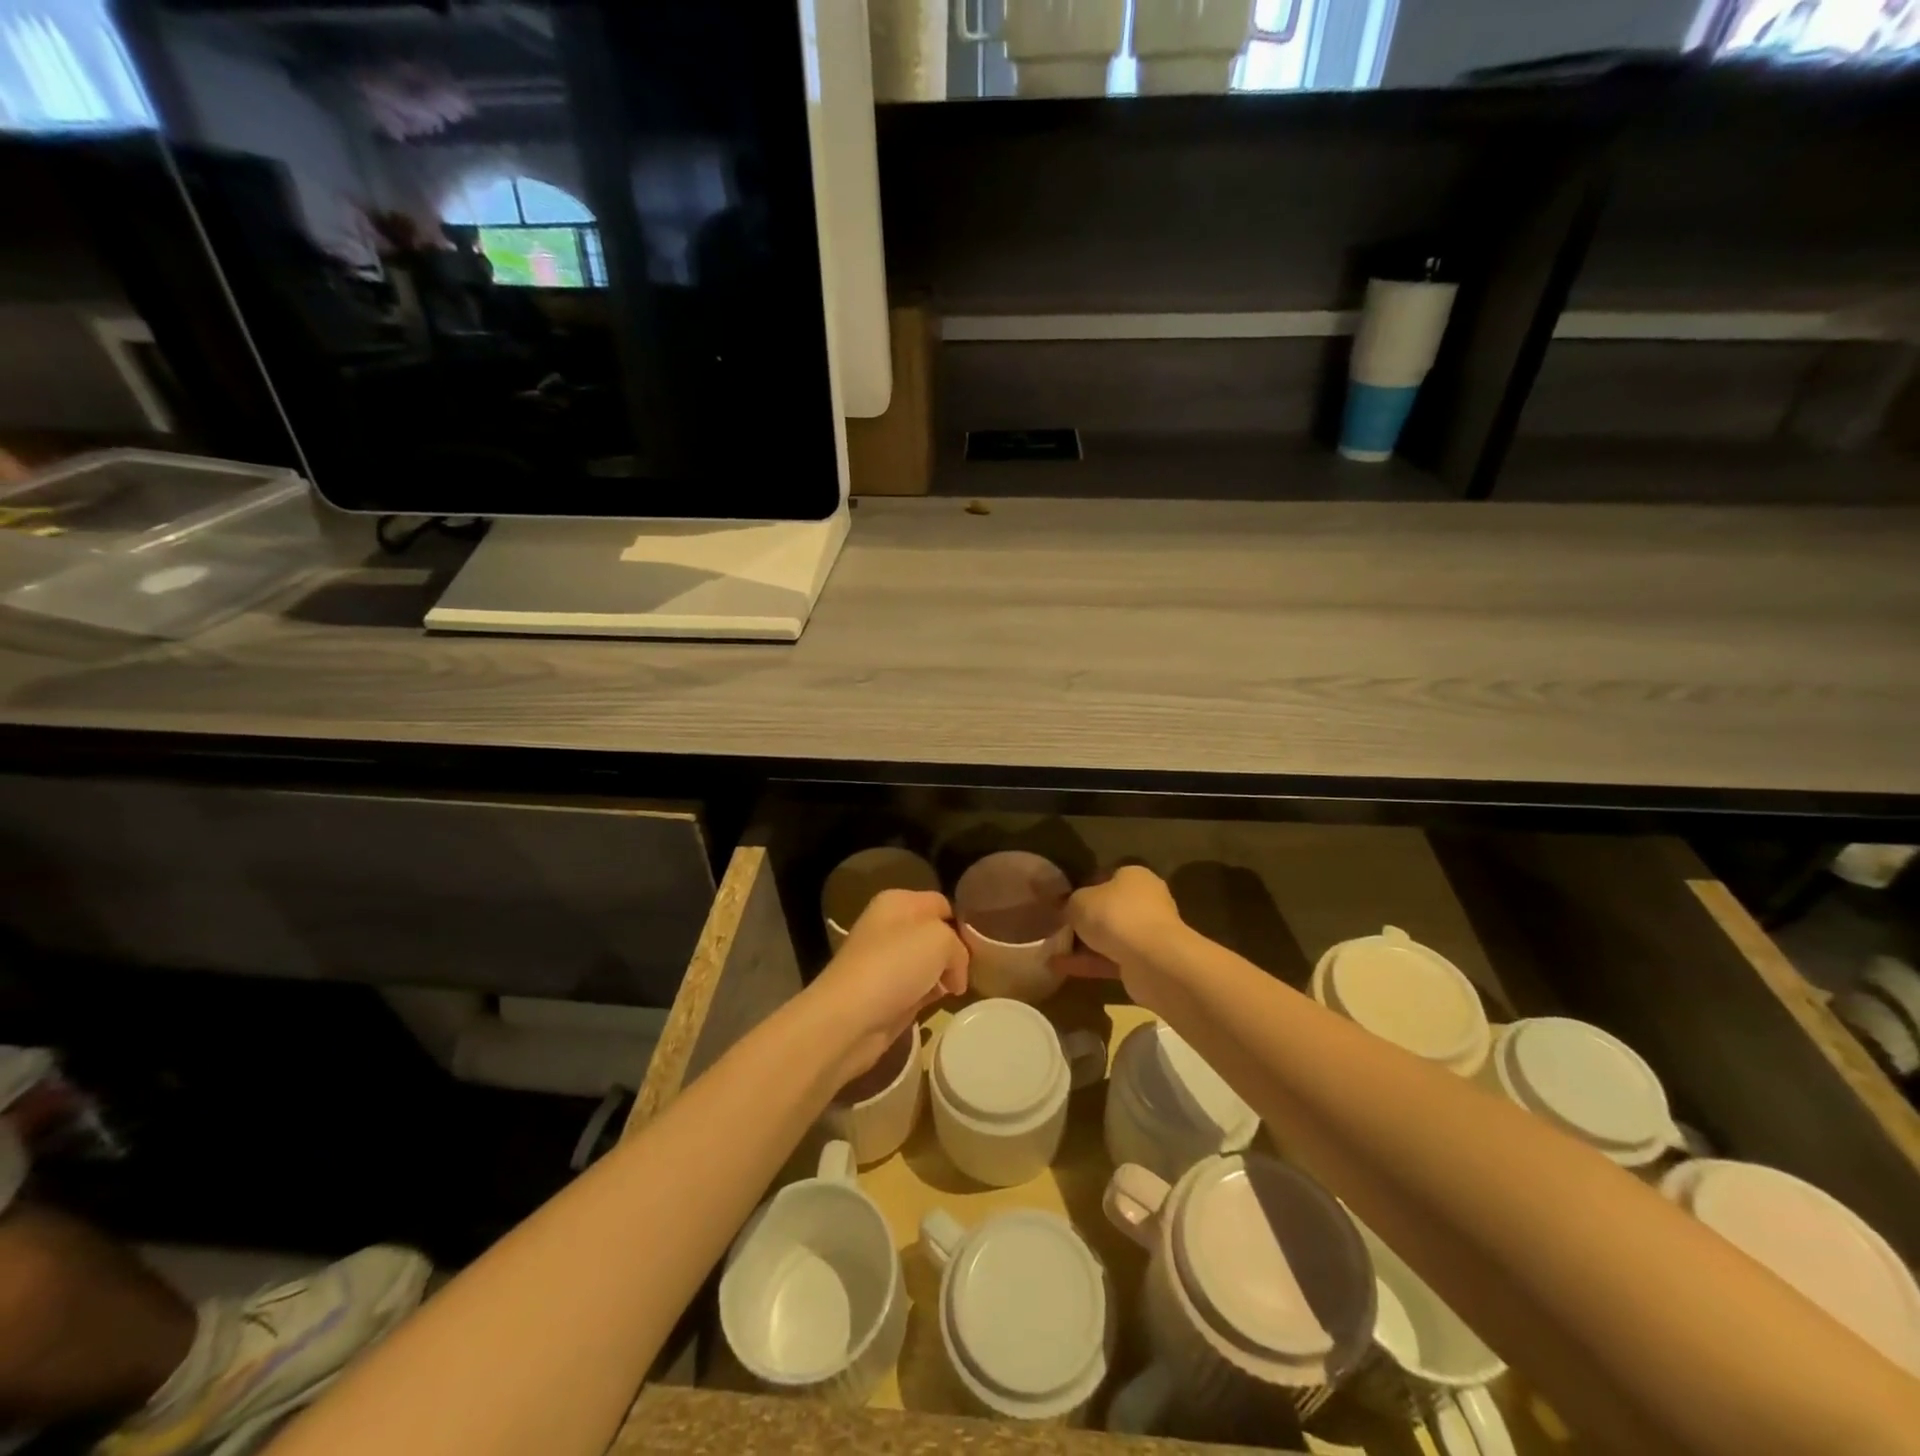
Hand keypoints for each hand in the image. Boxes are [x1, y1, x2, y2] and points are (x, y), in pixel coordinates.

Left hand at [806, 889, 967, 1086]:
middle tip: (974, 970)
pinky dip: (931, 995)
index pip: (942, 903)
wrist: (849, 1018)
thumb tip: (954, 972)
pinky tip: (941, 1004)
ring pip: (929, 963)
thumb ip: (958, 946)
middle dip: (955, 952)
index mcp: (897, 901)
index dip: (962, 922)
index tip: (983, 944)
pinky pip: (919, 987)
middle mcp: (890, 926)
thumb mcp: (940, 940)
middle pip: (936, 934)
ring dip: (945, 976)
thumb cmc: (894, 966)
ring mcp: (886, 961)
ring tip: (959, 989)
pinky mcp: (886, 993)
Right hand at [1051, 866, 1190, 1011]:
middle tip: (1060, 926)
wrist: (1152, 960)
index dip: (1084, 887)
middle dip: (1087, 919)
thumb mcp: (1079, 901)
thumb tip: (1068, 909)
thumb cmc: (1115, 915)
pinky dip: (1089, 963)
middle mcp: (1147, 901)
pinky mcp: (1147, 962)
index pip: (1107, 877)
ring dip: (1086, 944)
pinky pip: (1112, 960)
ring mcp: (1149, 933)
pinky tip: (1061, 967)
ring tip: (1054, 950)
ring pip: (1112, 936)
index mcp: (1135, 876)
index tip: (1064, 901)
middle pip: (1111, 908)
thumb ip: (1071, 903)